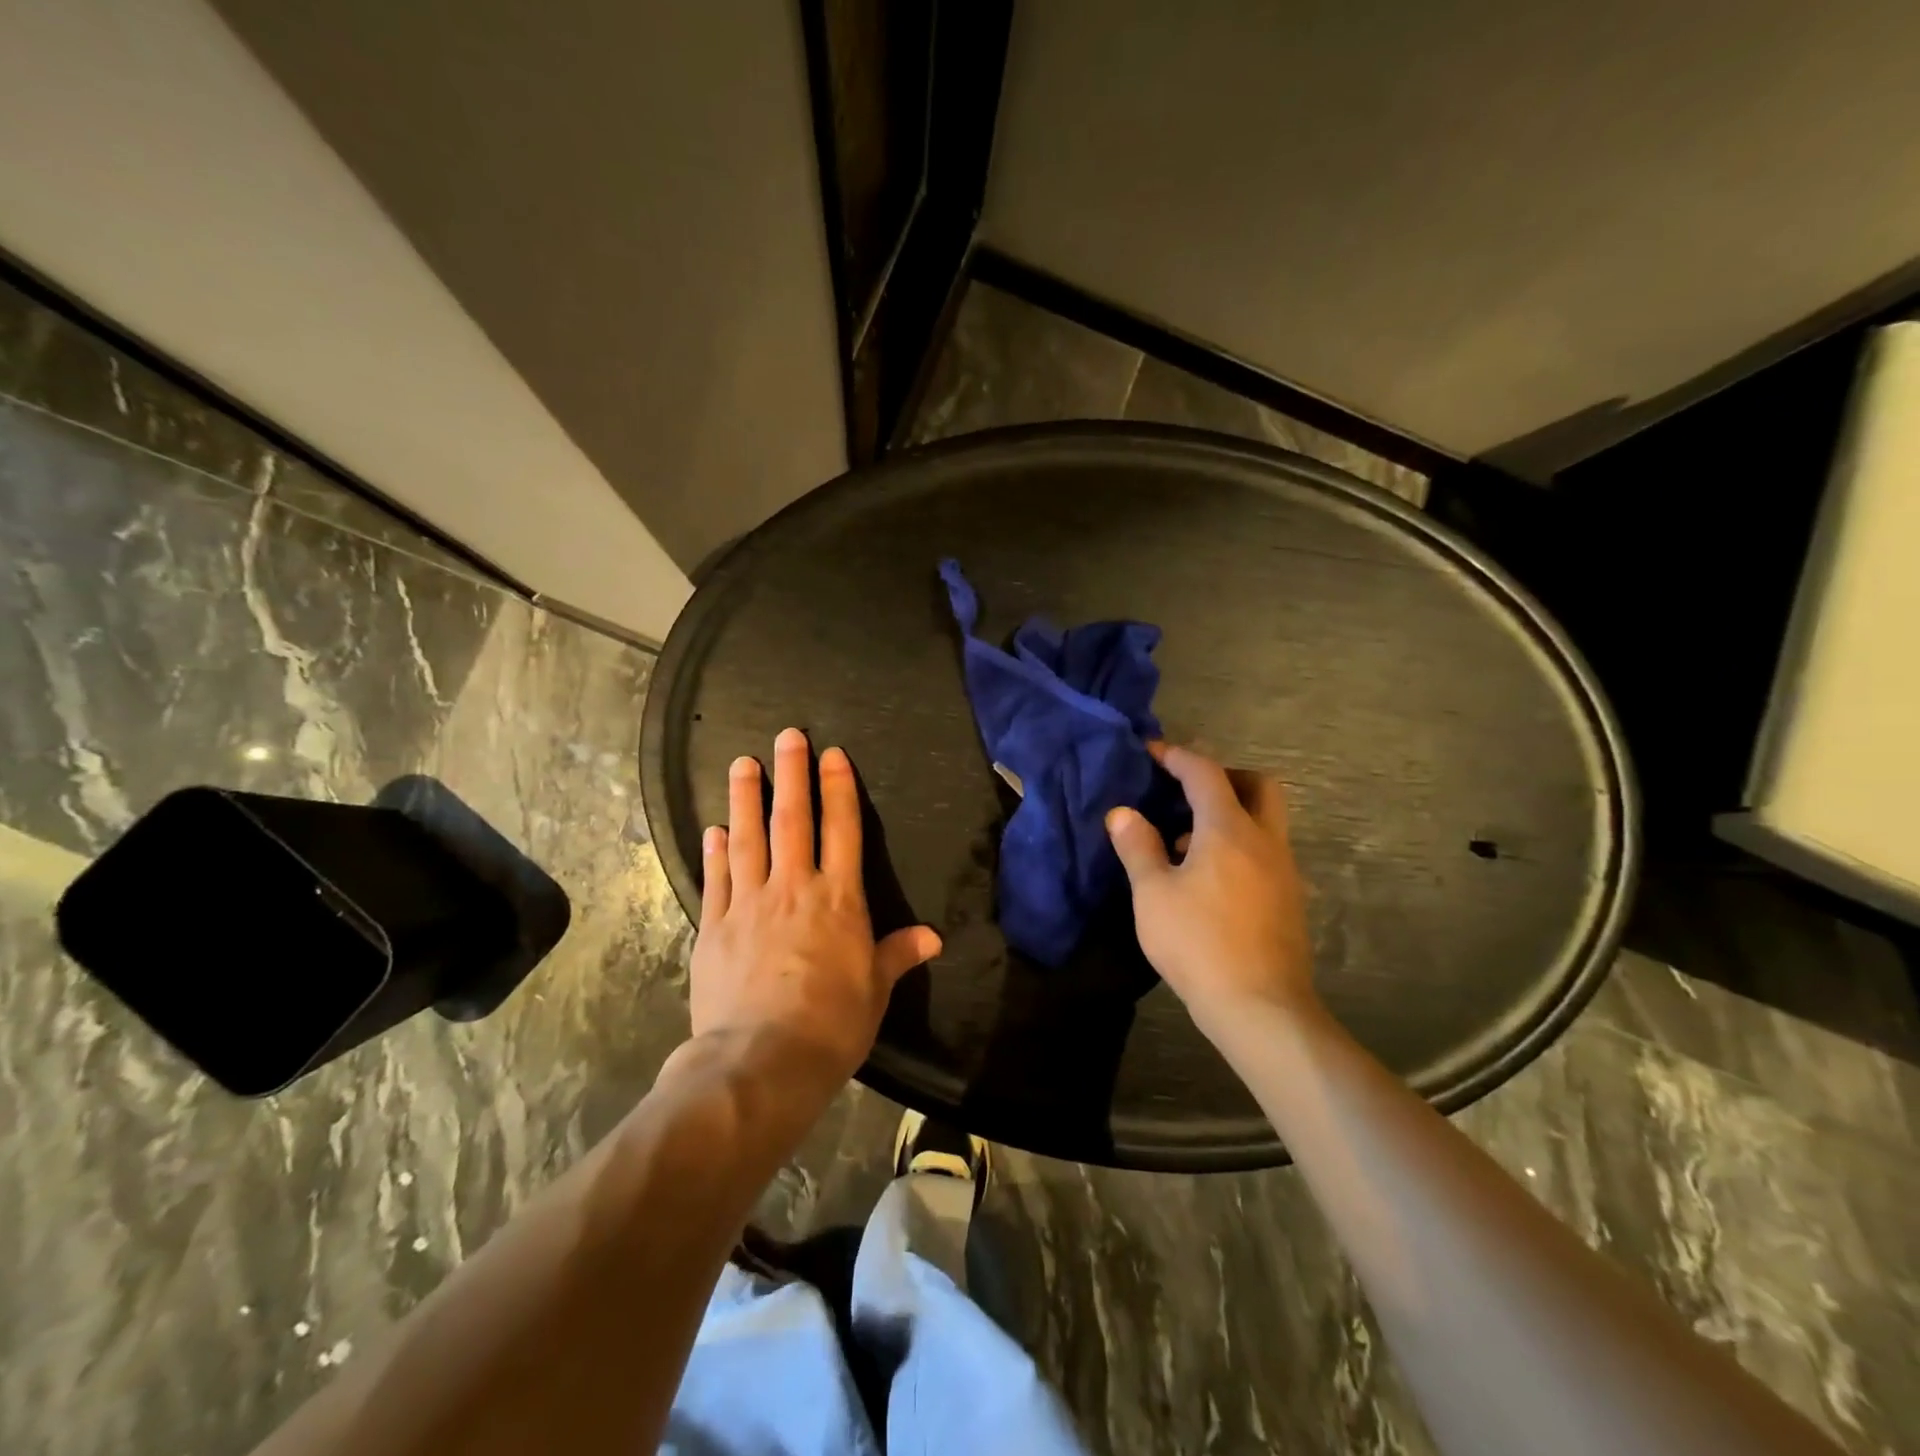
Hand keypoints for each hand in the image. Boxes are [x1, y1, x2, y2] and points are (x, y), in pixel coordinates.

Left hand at [687, 727, 941, 1086]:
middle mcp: (793, 888)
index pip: (842, 830)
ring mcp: (748, 903)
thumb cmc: (831, 1024)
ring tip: (743, 763)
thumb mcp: (875, 990)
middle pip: (792, 819)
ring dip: (746, 798)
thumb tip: (933, 937)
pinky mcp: (713, 926)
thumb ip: (898, 954)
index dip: (838, 788)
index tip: (832, 755)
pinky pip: (715, 878)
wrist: (760, 1061)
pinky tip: (714, 829)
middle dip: (791, 774)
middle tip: (786, 736)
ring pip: (747, 838)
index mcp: (838, 899)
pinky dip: (716, 851)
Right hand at [1106, 743, 1315, 1039]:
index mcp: (1229, 830)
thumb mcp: (1153, 894)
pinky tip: (1210, 878)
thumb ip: (1138, 847)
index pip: (1205, 773)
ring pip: (1266, 820)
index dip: (1177, 756)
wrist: (1260, 1007)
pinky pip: (1266, 851)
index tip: (1152, 752)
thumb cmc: (1198, 943)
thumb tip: (1122, 813)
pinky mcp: (1290, 899)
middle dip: (1223, 776)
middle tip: (1187, 790)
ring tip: (1187, 841)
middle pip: (1257, 784)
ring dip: (1232, 813)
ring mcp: (1284, 870)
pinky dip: (1240, 844)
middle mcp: (1264, 840)